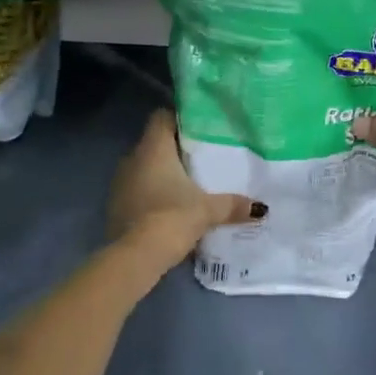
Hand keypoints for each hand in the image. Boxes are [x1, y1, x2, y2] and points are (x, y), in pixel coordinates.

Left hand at [106, 109, 262, 277]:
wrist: (135, 258)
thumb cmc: (171, 218)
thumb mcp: (207, 210)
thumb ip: (232, 204)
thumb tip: (260, 208)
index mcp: (153, 149)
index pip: (162, 116)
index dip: (179, 118)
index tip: (199, 128)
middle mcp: (132, 159)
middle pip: (155, 143)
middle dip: (175, 149)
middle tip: (201, 157)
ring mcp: (120, 183)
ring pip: (144, 167)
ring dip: (162, 173)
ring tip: (188, 183)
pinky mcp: (115, 206)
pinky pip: (137, 190)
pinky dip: (151, 194)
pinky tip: (170, 207)